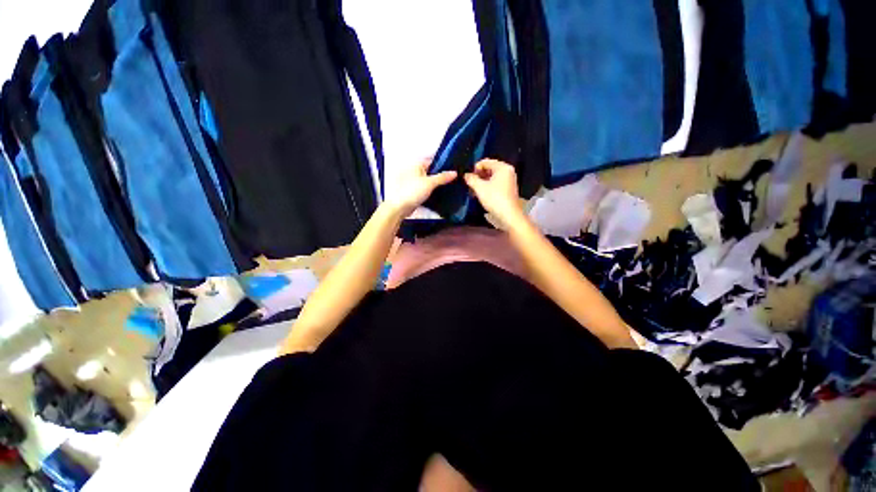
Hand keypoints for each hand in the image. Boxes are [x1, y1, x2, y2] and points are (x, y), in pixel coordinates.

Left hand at [385, 159, 456, 216]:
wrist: (399, 207)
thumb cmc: (412, 191)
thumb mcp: (430, 183)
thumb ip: (443, 177)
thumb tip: (454, 173)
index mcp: (417, 164)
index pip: (433, 161)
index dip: (443, 164)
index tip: (454, 169)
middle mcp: (414, 171)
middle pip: (431, 171)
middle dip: (441, 175)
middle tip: (454, 179)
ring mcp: (413, 182)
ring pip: (428, 181)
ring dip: (436, 185)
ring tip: (449, 187)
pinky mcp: (413, 192)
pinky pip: (425, 189)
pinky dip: (431, 191)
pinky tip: (439, 195)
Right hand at [464, 159, 523, 228]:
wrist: (509, 215)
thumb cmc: (494, 198)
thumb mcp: (479, 188)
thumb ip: (471, 179)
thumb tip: (466, 175)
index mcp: (503, 167)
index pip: (486, 162)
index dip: (475, 168)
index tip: (468, 177)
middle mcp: (508, 171)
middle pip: (489, 169)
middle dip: (478, 176)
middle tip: (470, 184)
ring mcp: (509, 181)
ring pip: (492, 177)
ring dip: (482, 182)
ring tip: (474, 190)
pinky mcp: (508, 190)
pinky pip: (496, 184)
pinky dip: (488, 187)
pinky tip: (481, 194)